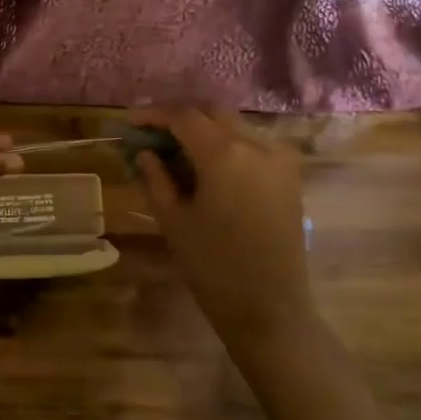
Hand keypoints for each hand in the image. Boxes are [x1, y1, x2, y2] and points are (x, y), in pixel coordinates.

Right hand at [129, 107, 310, 358]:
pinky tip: (208, 164)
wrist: (270, 308)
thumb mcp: (173, 220)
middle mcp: (256, 145)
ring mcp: (279, 158)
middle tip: (152, 131)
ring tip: (176, 148)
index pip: (183, 116)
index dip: (153, 114)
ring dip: (204, 128)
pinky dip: (227, 143)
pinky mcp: (290, 175)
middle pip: (212, 111)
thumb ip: (156, 178)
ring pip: (235, 125)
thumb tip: (146, 152)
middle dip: (180, 115)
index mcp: (224, 154)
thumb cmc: (212, 266)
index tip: (130, 122)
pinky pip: (253, 143)